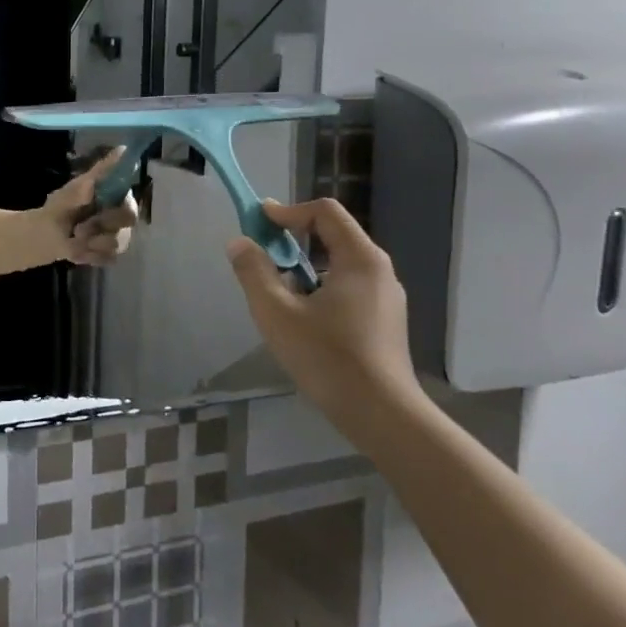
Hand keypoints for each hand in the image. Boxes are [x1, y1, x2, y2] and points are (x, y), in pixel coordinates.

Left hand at [43, 146, 139, 266]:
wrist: (47, 234)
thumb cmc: (62, 206)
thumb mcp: (74, 188)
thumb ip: (99, 172)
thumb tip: (121, 150)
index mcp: (117, 197)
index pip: (130, 204)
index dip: (115, 212)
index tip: (97, 212)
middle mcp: (123, 216)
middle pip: (127, 224)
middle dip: (100, 226)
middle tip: (78, 229)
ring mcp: (119, 236)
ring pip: (118, 243)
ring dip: (92, 243)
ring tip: (74, 239)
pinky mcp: (111, 254)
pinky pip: (108, 258)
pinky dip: (89, 255)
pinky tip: (76, 250)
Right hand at [226, 198, 424, 435]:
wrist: (382, 415)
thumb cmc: (328, 357)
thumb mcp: (277, 312)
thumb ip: (254, 272)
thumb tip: (239, 243)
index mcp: (360, 259)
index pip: (325, 212)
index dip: (288, 211)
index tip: (257, 223)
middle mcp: (379, 270)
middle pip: (333, 235)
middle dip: (293, 239)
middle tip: (262, 255)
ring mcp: (385, 298)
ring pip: (339, 265)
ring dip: (304, 266)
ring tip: (277, 292)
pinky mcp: (384, 321)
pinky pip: (348, 287)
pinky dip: (320, 288)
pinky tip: (302, 319)